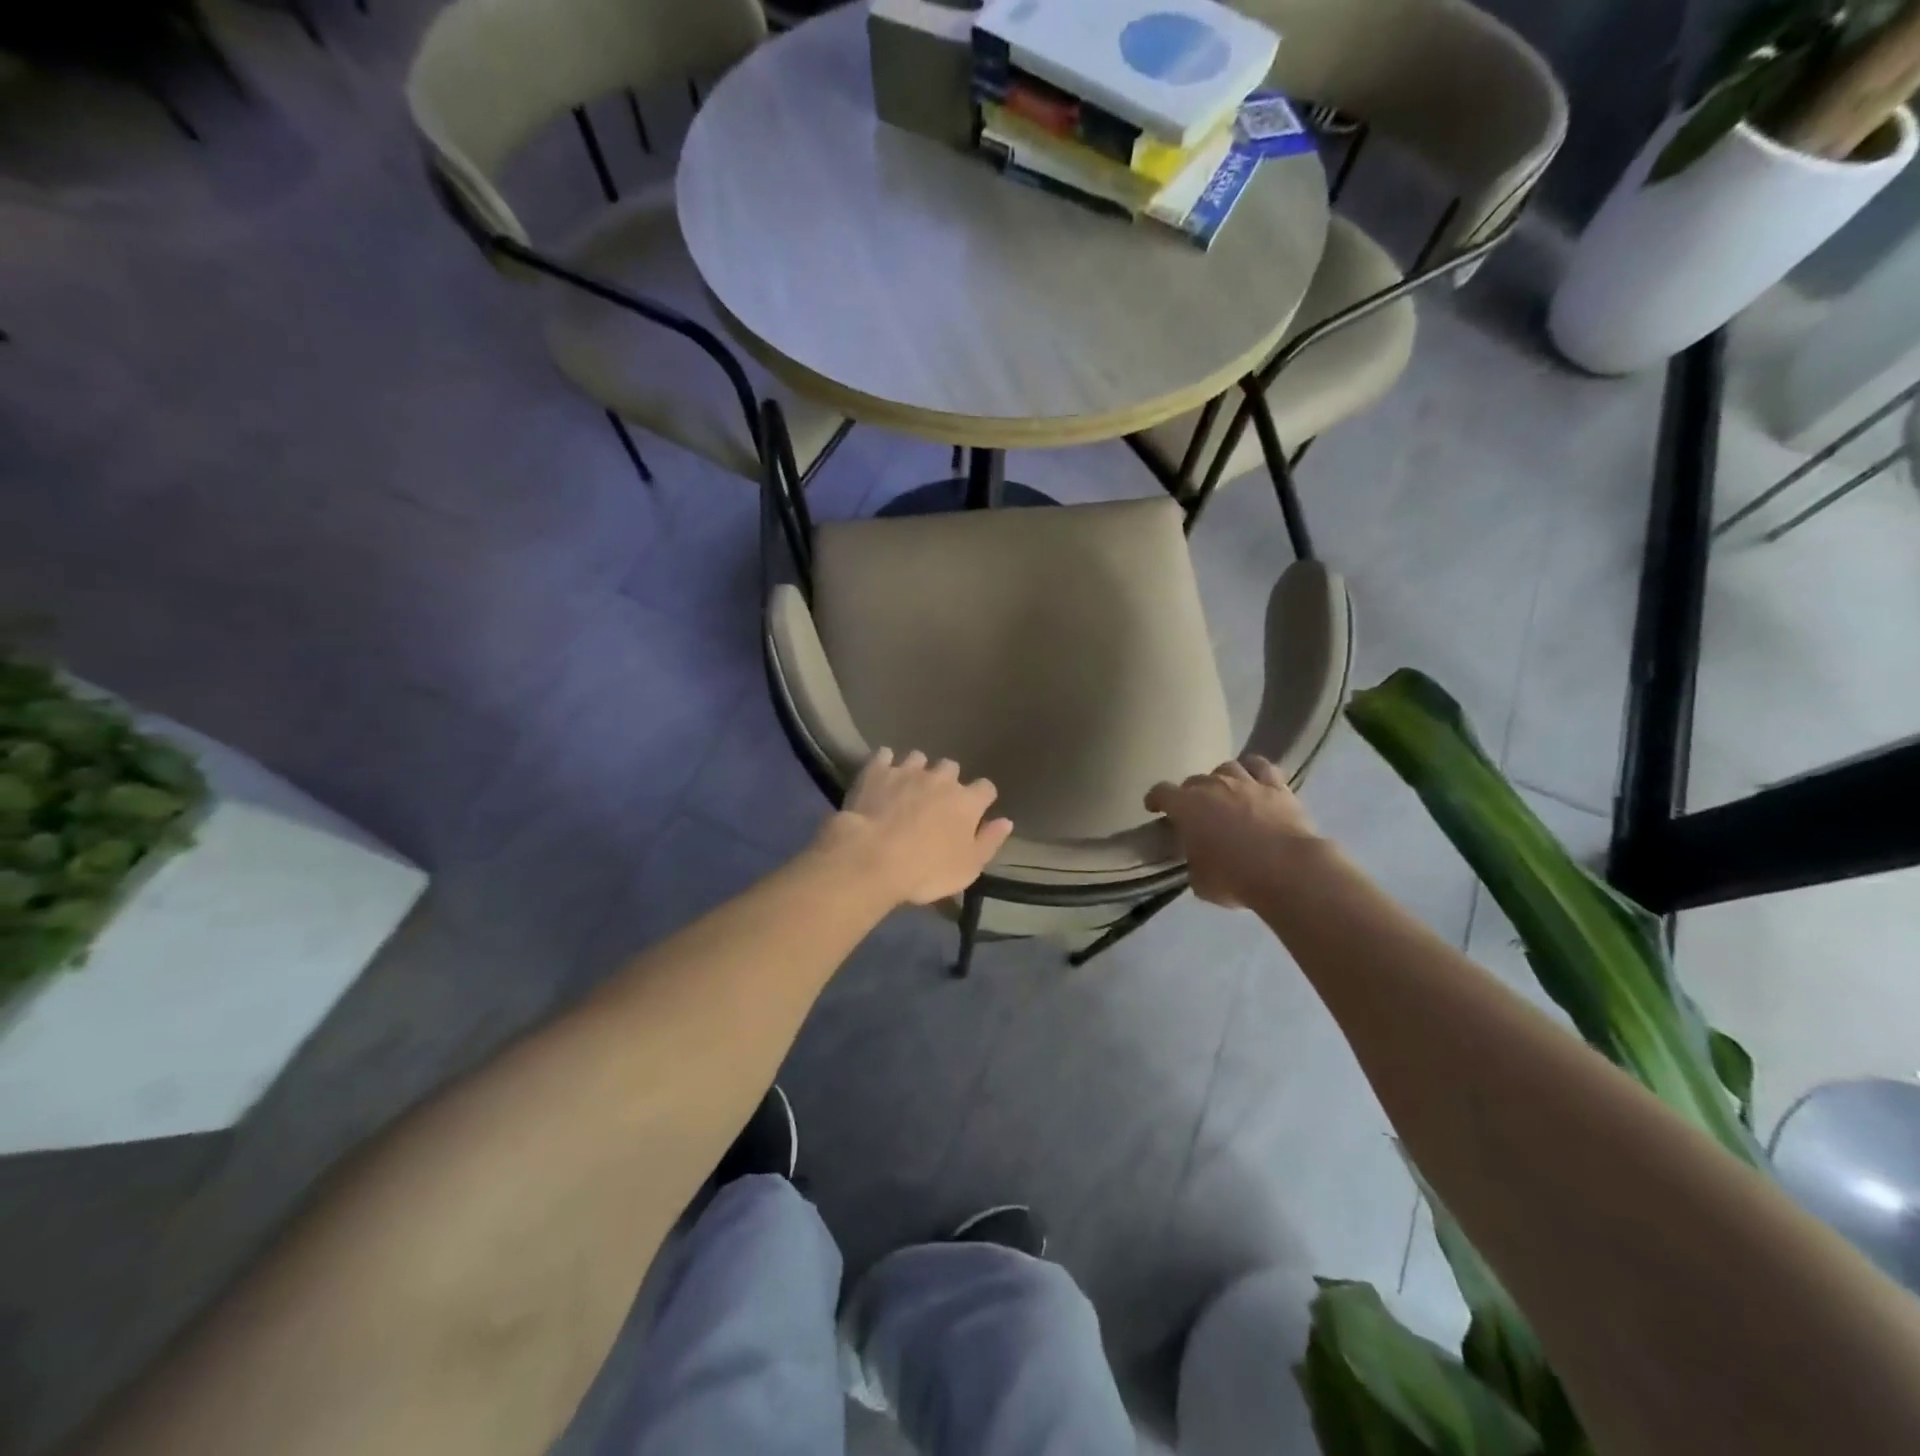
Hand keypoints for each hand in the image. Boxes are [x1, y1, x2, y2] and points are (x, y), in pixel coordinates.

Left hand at [816, 749, 1013, 906]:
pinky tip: (881, 775)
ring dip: (917, 770)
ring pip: (918, 758)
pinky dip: (885, 763)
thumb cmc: (926, 870)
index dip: (981, 799)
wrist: (873, 857)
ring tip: (907, 787)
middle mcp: (941, 779)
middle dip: (947, 780)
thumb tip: (1006, 821)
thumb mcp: (968, 867)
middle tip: (936, 801)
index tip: (975, 811)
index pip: (986, 788)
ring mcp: (907, 771)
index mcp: (967, 802)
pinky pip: (884, 755)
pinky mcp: (877, 771)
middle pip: (951, 767)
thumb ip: (990, 841)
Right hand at [1145, 756, 1319, 908]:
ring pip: (1227, 768)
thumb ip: (1194, 864)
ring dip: (1221, 779)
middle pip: (1194, 780)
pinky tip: (1254, 779)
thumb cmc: (1234, 878)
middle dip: (1190, 794)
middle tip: (1196, 812)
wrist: (1287, 870)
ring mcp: (1246, 782)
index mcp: (1186, 807)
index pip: (1161, 792)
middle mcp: (1213, 786)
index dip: (1155, 799)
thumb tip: (1199, 860)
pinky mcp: (1276, 787)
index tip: (1154, 808)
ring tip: (1224, 793)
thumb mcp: (1200, 881)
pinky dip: (1254, 770)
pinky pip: (1261, 766)